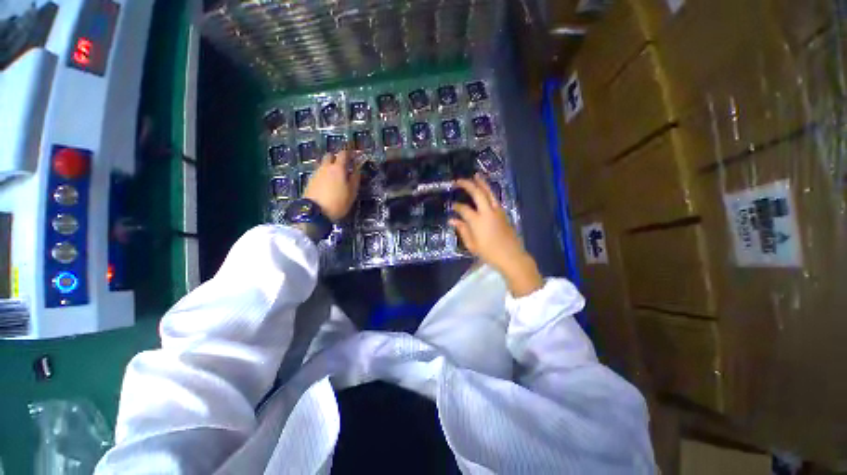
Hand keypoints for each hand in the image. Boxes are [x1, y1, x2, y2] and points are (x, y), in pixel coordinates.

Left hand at [303, 151, 360, 221]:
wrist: (315, 212)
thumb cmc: (338, 203)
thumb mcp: (352, 193)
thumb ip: (355, 179)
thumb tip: (357, 170)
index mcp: (338, 168)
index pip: (344, 154)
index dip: (349, 153)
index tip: (354, 156)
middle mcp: (326, 167)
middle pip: (330, 155)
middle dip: (337, 158)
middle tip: (343, 166)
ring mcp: (316, 173)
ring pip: (323, 164)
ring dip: (329, 166)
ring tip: (335, 177)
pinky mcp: (310, 181)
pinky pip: (319, 172)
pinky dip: (324, 174)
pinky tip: (327, 184)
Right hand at [449, 174, 542, 296]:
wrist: (511, 256)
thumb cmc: (489, 253)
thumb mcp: (472, 245)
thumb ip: (462, 230)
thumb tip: (452, 220)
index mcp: (477, 221)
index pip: (464, 209)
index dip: (457, 206)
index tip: (452, 206)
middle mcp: (487, 212)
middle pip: (477, 193)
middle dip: (468, 185)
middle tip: (459, 181)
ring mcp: (497, 211)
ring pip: (489, 192)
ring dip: (482, 183)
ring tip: (475, 175)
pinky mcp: (504, 213)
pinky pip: (495, 198)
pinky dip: (489, 191)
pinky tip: (485, 190)